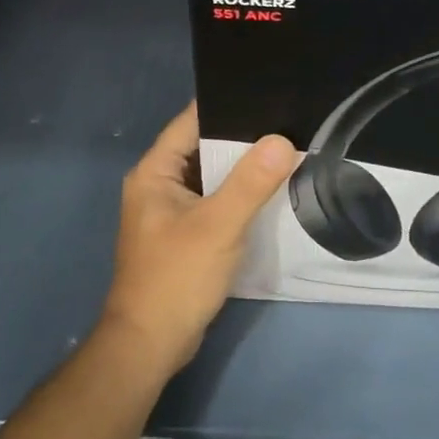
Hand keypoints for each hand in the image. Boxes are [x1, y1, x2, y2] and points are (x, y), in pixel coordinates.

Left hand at [100, 104, 297, 375]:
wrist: (151, 346)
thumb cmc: (176, 278)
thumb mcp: (218, 226)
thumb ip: (250, 183)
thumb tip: (283, 139)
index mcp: (154, 172)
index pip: (192, 121)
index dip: (228, 104)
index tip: (268, 91)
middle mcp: (159, 184)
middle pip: (205, 146)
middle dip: (243, 135)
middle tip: (288, 119)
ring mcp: (172, 210)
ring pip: (213, 174)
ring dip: (244, 166)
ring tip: (288, 146)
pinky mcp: (186, 233)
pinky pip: (216, 199)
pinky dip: (240, 193)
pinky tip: (272, 189)